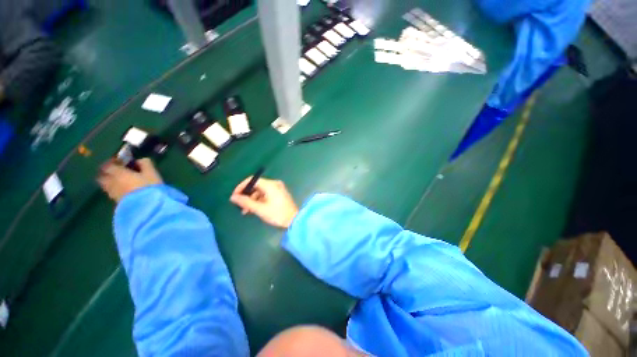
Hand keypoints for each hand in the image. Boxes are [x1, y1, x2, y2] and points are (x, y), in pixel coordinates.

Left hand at [97, 158, 162, 202]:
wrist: (147, 207)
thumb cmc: (150, 187)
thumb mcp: (152, 173)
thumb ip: (146, 164)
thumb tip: (140, 160)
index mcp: (118, 173)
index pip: (108, 165)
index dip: (113, 162)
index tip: (120, 161)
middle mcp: (111, 182)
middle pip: (102, 176)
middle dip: (107, 172)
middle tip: (116, 171)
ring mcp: (112, 193)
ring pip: (106, 185)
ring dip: (110, 182)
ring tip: (119, 182)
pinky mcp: (116, 202)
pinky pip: (111, 193)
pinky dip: (114, 190)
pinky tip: (123, 191)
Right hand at [230, 177, 298, 228]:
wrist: (294, 220)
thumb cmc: (277, 214)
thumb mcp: (260, 209)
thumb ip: (245, 202)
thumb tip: (233, 197)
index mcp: (271, 185)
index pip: (252, 180)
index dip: (241, 186)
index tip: (235, 196)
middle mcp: (275, 184)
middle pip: (256, 186)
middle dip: (247, 195)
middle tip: (240, 206)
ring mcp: (278, 189)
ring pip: (260, 191)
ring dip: (252, 200)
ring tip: (246, 211)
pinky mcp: (279, 194)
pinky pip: (266, 194)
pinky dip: (259, 200)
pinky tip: (254, 209)